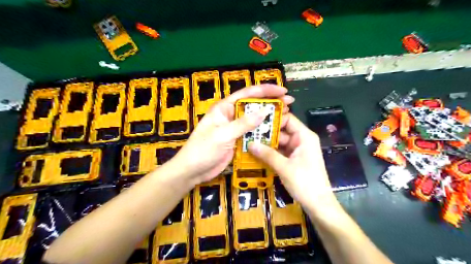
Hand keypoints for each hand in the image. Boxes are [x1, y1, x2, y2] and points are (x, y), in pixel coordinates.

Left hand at [172, 85, 292, 184]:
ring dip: (269, 118)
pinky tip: (275, 132)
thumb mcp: (223, 135)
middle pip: (253, 105)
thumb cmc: (203, 150)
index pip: (247, 94)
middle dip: (271, 102)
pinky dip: (263, 132)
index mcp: (224, 108)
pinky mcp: (237, 140)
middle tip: (289, 103)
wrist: (193, 170)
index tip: (282, 91)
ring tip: (286, 116)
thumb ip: (243, 123)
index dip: (265, 90)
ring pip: (254, 120)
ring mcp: (234, 128)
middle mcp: (231, 115)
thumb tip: (264, 111)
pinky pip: (252, 133)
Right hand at [248, 113, 336, 211]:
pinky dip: (270, 153)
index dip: (273, 118)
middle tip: (247, 132)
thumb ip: (267, 154)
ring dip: (266, 144)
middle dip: (265, 133)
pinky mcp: (293, 160)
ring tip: (248, 142)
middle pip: (281, 131)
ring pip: (279, 143)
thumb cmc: (305, 183)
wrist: (318, 205)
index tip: (256, 119)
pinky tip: (256, 153)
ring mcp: (297, 151)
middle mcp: (301, 140)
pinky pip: (280, 152)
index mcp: (304, 136)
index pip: (288, 119)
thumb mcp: (284, 167)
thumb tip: (249, 143)